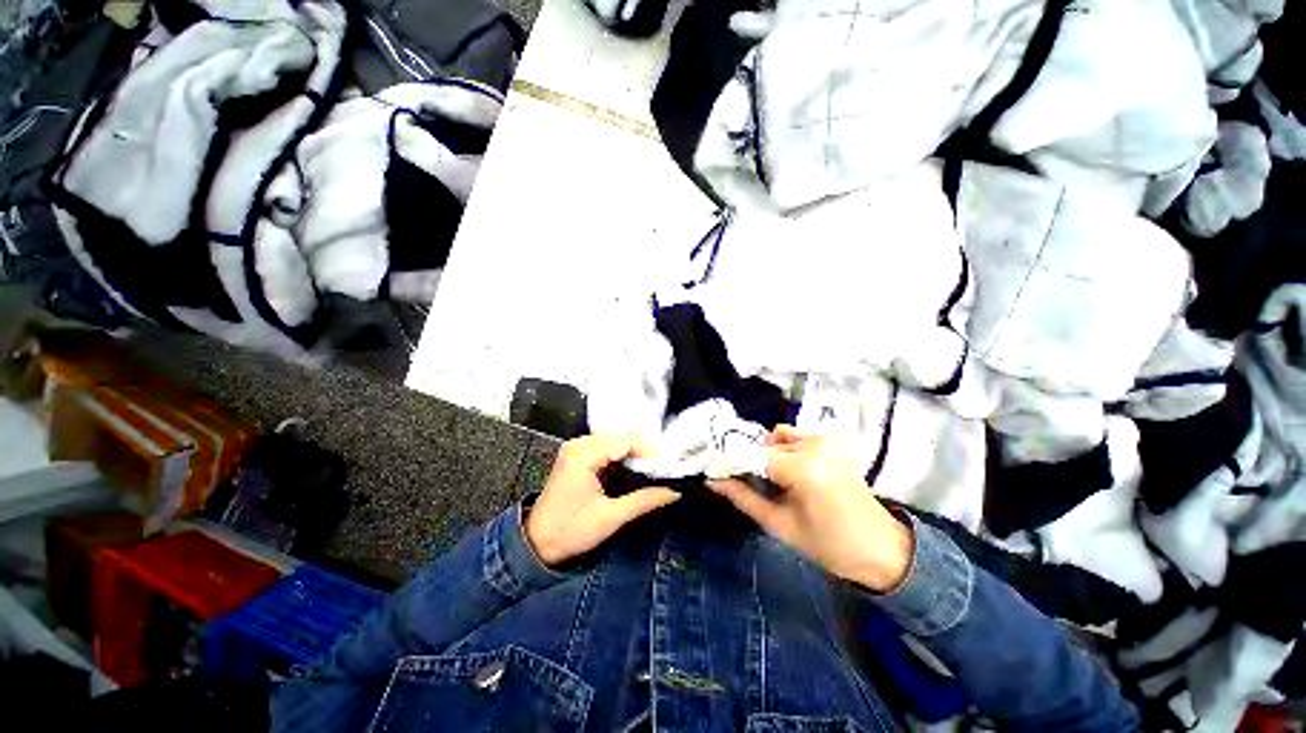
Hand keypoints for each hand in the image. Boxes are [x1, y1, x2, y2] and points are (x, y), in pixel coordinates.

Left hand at [526, 433, 679, 566]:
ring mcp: (578, 448)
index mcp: (583, 455)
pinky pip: (608, 448)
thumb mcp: (609, 518)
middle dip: (645, 453)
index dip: (650, 452)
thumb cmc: (568, 532)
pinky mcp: (579, 455)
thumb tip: (673, 492)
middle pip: (622, 437)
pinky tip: (635, 470)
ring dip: (636, 455)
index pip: (626, 441)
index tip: (668, 467)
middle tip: (662, 470)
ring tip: (652, 471)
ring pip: (617, 441)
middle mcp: (579, 445)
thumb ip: (643, 501)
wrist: (536, 542)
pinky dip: (624, 457)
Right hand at [708, 426, 912, 591]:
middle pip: (764, 447)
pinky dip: (784, 447)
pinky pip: (793, 435)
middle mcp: (813, 445)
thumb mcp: (780, 525)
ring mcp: (824, 440)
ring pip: (776, 438)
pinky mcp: (831, 441)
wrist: (882, 548)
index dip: (734, 466)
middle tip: (748, 485)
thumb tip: (713, 480)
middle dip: (751, 463)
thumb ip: (743, 498)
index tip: (720, 476)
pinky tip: (788, 470)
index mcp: (803, 468)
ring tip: (773, 481)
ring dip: (768, 455)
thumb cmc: (830, 545)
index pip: (753, 456)